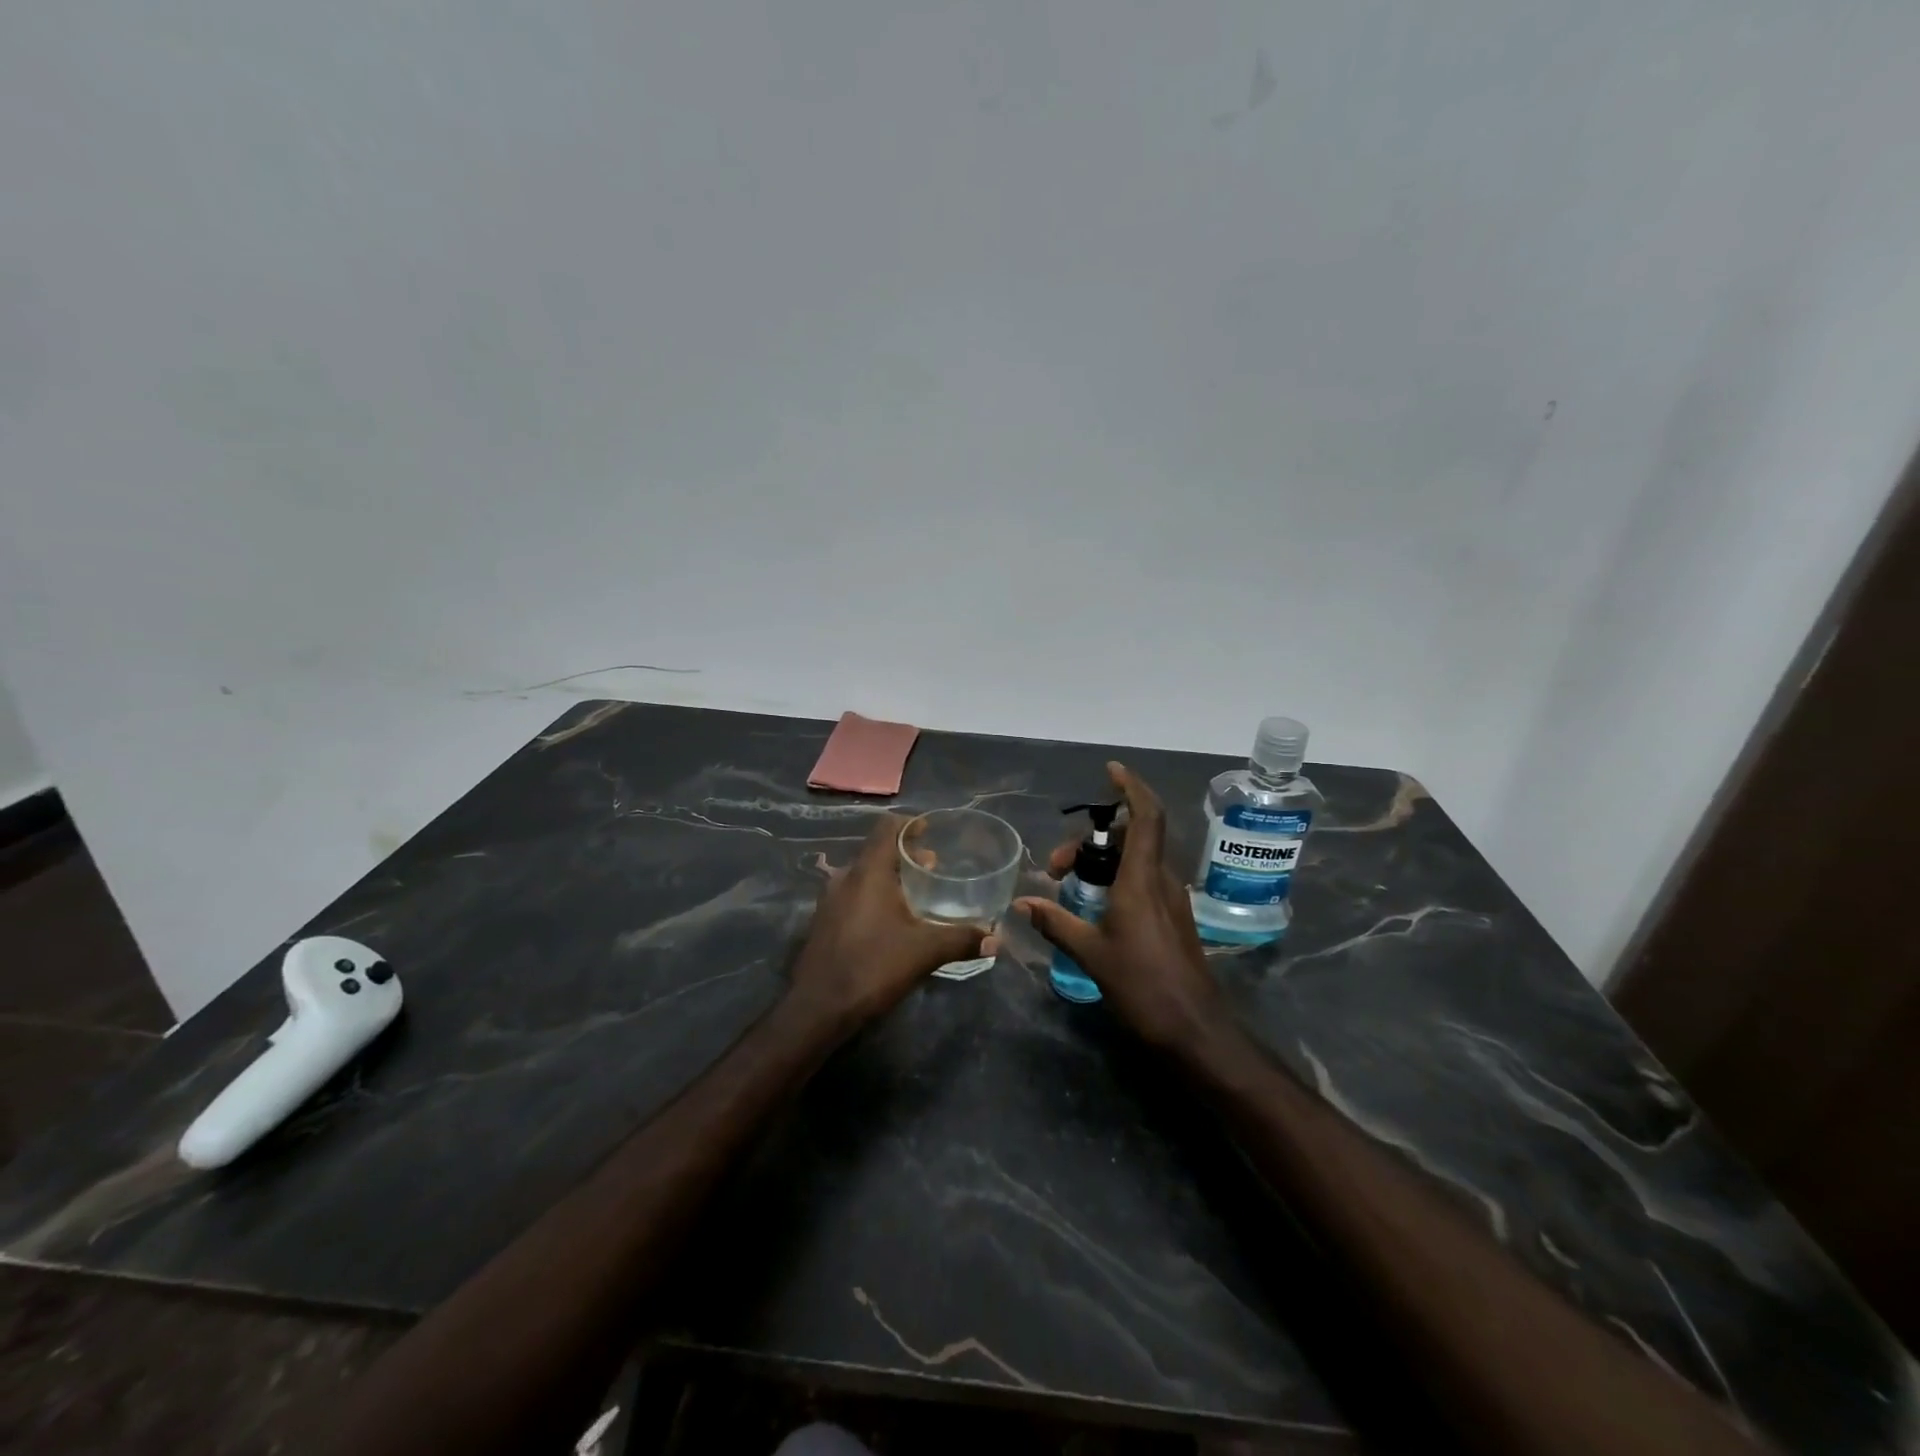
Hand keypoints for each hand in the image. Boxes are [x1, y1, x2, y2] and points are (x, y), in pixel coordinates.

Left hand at [789, 813, 989, 1027]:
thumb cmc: (872, 966)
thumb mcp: (924, 951)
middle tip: (934, 866)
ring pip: (864, 875)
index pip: (887, 828)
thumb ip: (961, 939)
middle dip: (905, 854)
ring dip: (889, 877)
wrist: (818, 1007)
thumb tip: (996, 939)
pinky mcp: (824, 922)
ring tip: (916, 894)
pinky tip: (891, 921)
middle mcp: (845, 877)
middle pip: (877, 851)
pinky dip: (874, 896)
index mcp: (868, 872)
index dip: (910, 824)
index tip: (931, 831)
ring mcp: (830, 900)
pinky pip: (853, 895)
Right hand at [1015, 763, 1227, 1052]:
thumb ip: (1056, 923)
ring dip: (1102, 860)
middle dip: (1092, 839)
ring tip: (1068, 886)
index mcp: (1142, 880)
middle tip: (1056, 867)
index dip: (1131, 788)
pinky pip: (1143, 880)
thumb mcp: (1092, 954)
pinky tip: (1093, 905)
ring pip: (1137, 859)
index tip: (1110, 771)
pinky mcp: (1173, 917)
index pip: (1146, 817)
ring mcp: (1171, 899)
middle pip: (1132, 836)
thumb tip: (1022, 903)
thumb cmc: (1143, 986)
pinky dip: (1116, 878)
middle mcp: (1161, 880)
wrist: (1196, 1030)